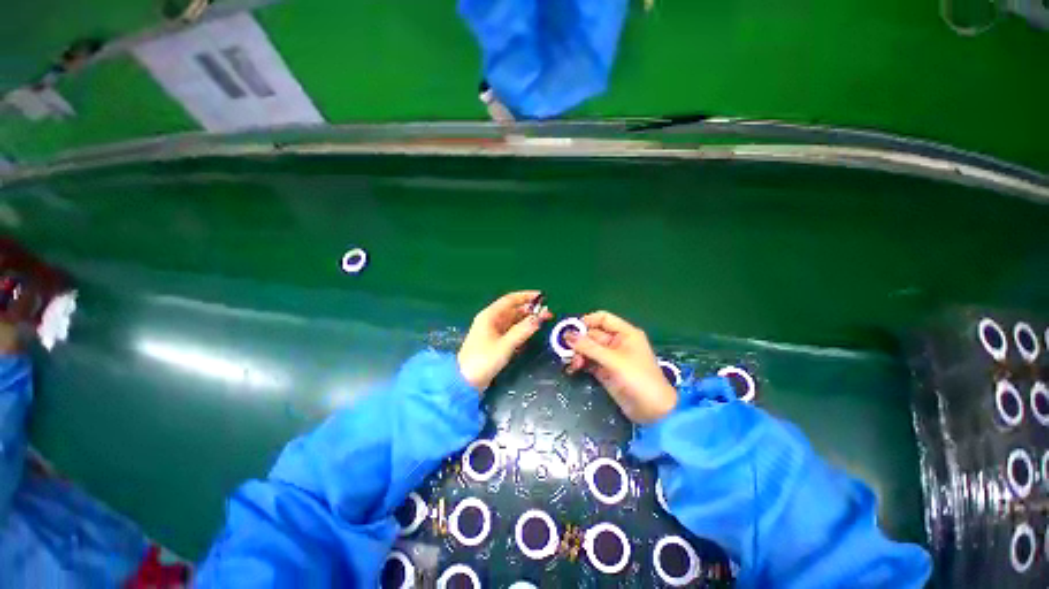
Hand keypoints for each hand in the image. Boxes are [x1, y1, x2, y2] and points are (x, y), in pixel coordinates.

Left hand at [458, 291, 552, 392]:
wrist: (465, 381)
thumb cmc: (483, 360)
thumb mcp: (505, 345)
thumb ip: (523, 330)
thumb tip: (539, 318)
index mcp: (490, 315)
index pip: (510, 300)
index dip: (526, 296)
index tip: (542, 297)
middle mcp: (491, 320)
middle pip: (513, 310)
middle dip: (530, 310)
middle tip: (548, 313)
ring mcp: (492, 331)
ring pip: (513, 320)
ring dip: (527, 319)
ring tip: (543, 320)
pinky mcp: (495, 341)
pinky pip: (511, 330)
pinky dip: (521, 329)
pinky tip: (531, 332)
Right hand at [565, 311, 676, 423]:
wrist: (653, 412)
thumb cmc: (638, 379)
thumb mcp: (613, 360)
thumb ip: (589, 347)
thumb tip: (568, 335)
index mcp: (625, 333)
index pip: (603, 318)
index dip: (586, 321)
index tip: (571, 329)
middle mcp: (617, 342)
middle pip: (592, 334)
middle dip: (579, 341)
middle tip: (566, 350)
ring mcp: (610, 358)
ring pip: (588, 349)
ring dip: (578, 354)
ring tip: (573, 364)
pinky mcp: (605, 371)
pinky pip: (589, 362)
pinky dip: (580, 364)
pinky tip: (572, 369)